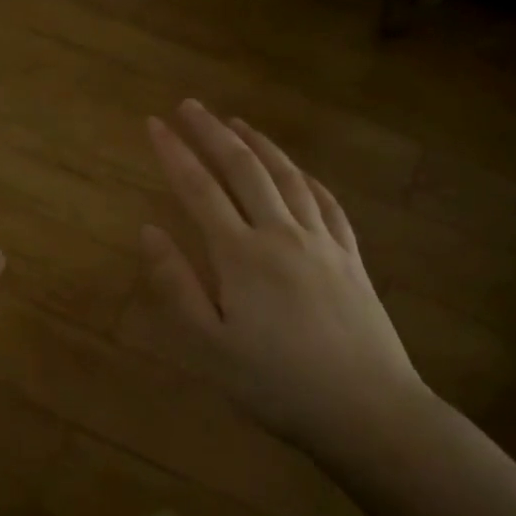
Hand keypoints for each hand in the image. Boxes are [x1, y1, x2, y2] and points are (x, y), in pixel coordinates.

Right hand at [140, 99, 423, 449]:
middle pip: (243, 169)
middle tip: (189, 105)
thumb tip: (148, 230)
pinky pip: (326, 203)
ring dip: (259, 144)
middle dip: (212, 133)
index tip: (153, 123)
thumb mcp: (210, 346)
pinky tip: (299, 171)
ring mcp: (322, 242)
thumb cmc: (277, 384)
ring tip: (237, 123)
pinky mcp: (351, 258)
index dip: (174, 153)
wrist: (367, 410)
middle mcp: (281, 234)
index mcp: (241, 255)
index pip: (198, 189)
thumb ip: (176, 285)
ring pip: (288, 177)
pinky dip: (306, 177)